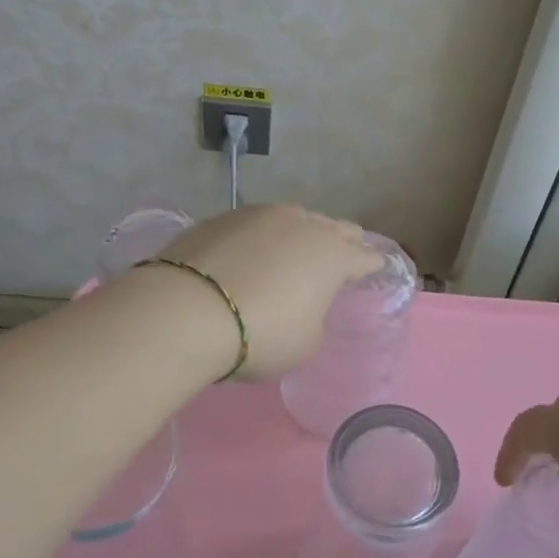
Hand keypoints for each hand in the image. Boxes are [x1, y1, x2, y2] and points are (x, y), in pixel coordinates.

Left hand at [152, 205, 382, 380]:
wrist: (186, 310)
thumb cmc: (261, 333)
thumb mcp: (305, 343)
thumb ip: (315, 319)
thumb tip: (302, 305)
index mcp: (333, 254)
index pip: (364, 256)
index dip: (371, 266)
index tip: (372, 271)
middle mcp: (303, 224)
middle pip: (334, 227)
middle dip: (342, 241)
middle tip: (341, 255)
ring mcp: (261, 214)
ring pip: (295, 218)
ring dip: (301, 232)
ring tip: (295, 249)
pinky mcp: (224, 216)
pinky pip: (257, 223)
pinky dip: (262, 237)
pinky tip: (253, 252)